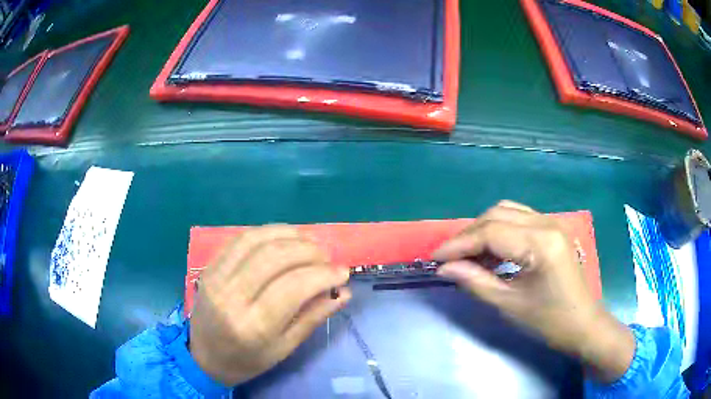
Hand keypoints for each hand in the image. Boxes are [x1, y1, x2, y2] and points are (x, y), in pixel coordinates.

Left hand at [190, 226, 350, 385]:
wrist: (204, 356)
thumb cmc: (248, 360)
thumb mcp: (284, 349)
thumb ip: (313, 317)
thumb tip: (343, 292)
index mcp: (253, 326)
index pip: (293, 287)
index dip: (323, 274)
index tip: (342, 272)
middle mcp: (231, 297)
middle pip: (274, 257)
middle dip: (309, 251)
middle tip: (327, 257)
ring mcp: (216, 277)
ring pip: (256, 240)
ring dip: (289, 235)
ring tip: (310, 242)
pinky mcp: (209, 267)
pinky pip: (240, 239)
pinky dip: (267, 232)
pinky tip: (284, 238)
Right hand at [432, 201, 634, 382]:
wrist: (584, 325)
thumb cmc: (550, 321)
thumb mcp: (510, 305)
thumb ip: (475, 282)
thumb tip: (444, 269)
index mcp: (540, 242)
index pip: (490, 232)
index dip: (459, 244)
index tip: (435, 258)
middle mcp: (547, 222)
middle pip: (497, 214)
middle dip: (469, 235)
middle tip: (449, 259)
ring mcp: (552, 223)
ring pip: (507, 212)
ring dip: (483, 230)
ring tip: (467, 256)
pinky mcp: (553, 229)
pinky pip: (519, 220)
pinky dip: (499, 232)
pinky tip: (491, 253)